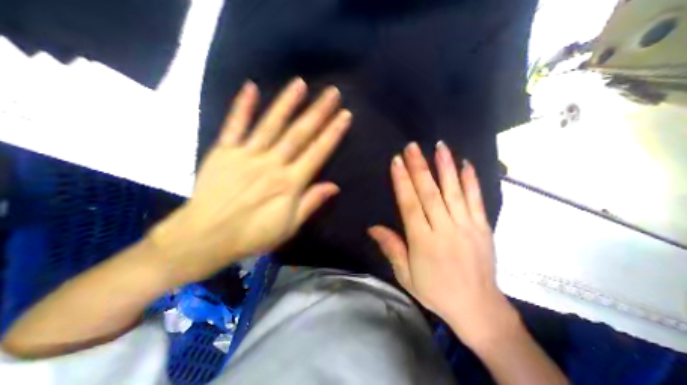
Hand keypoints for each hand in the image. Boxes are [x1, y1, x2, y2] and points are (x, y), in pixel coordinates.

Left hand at [153, 78, 350, 285]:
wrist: (205, 237)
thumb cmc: (253, 234)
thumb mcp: (289, 226)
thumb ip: (311, 202)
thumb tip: (334, 186)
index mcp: (289, 183)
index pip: (317, 152)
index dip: (333, 133)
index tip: (344, 115)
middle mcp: (272, 163)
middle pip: (299, 133)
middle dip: (318, 111)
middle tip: (332, 93)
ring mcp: (246, 155)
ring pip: (271, 124)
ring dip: (287, 102)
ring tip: (300, 84)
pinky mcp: (224, 152)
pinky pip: (235, 125)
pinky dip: (243, 106)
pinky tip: (251, 87)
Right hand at [368, 143, 517, 346]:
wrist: (478, 308)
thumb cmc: (435, 291)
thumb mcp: (405, 275)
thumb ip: (391, 248)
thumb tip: (372, 227)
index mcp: (423, 241)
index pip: (410, 204)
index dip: (402, 181)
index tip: (396, 161)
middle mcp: (444, 229)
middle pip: (430, 192)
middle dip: (419, 167)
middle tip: (412, 146)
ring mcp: (467, 226)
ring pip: (454, 191)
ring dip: (445, 166)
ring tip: (439, 146)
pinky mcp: (483, 228)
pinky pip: (477, 200)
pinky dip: (471, 180)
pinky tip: (466, 164)